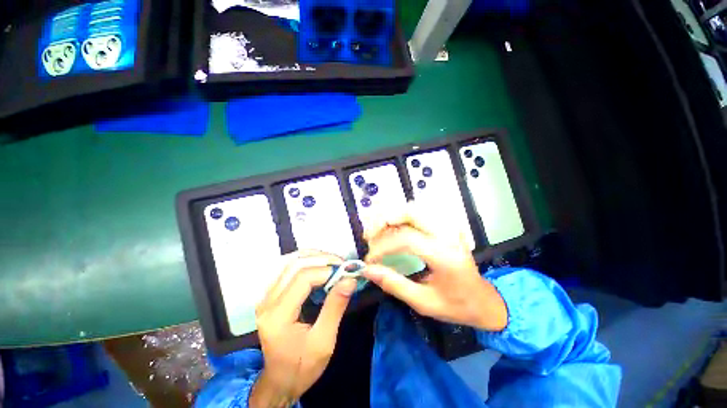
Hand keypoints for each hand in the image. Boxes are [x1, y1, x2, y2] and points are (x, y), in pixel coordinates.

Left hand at [250, 250, 356, 407]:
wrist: (279, 381)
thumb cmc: (302, 367)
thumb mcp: (324, 342)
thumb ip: (336, 307)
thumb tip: (350, 280)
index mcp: (278, 316)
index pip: (303, 278)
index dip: (327, 270)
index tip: (347, 272)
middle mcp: (267, 301)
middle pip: (295, 265)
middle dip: (322, 259)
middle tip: (342, 264)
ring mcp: (265, 296)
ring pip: (288, 261)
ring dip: (313, 256)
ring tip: (333, 261)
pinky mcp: (269, 295)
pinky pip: (285, 267)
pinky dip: (304, 260)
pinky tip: (317, 263)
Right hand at [362, 203, 507, 331]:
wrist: (484, 300)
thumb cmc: (456, 306)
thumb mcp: (423, 302)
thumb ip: (393, 284)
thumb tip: (367, 270)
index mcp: (445, 255)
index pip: (406, 239)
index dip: (382, 246)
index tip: (369, 260)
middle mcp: (447, 234)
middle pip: (409, 213)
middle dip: (384, 221)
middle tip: (369, 237)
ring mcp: (448, 227)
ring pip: (413, 209)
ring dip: (391, 218)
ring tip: (378, 234)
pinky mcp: (446, 226)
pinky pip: (418, 214)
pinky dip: (401, 219)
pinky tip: (393, 230)